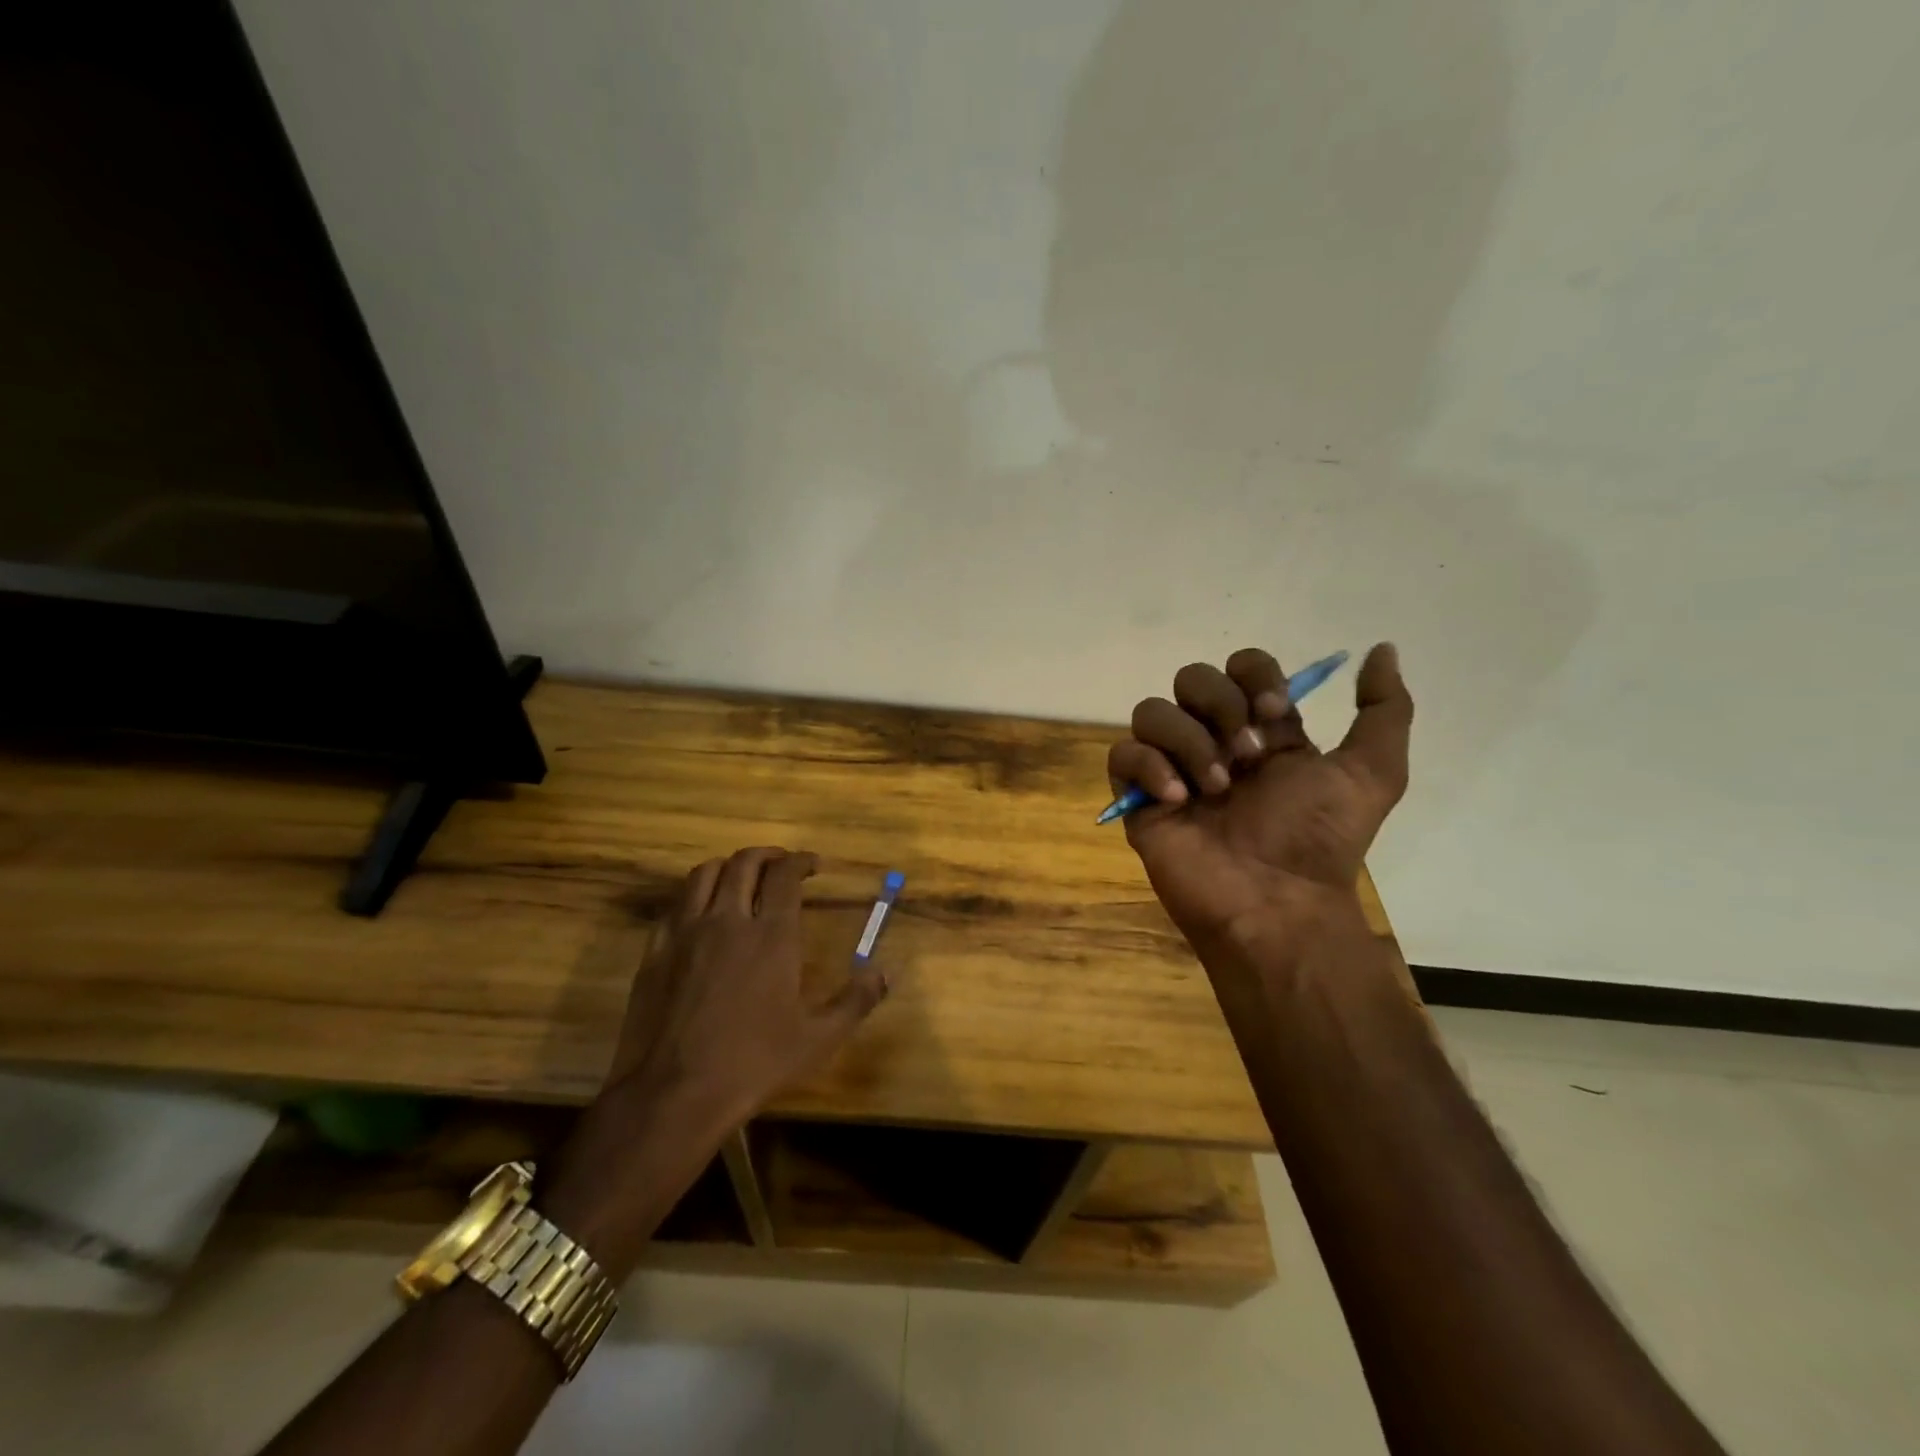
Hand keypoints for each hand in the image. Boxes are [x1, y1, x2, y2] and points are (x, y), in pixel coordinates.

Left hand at [602, 846, 887, 1125]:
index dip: (801, 861)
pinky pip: (675, 904)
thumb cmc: (753, 1064)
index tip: (813, 864)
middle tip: (781, 863)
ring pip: (705, 874)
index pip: (786, 875)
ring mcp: (686, 933)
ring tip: (741, 877)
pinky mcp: (655, 951)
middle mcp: (729, 920)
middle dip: (768, 855)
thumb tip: (884, 972)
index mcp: (772, 936)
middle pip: (745, 863)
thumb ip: (855, 1001)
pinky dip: (695, 895)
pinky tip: (701, 913)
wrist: (673, 1095)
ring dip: (729, 866)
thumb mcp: (817, 1039)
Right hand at [1108, 643, 1412, 947]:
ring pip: (1152, 711)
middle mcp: (1214, 741)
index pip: (1242, 667)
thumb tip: (1382, 650)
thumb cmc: (1318, 840)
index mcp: (1262, 731)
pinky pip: (1122, 756)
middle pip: (1192, 678)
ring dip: (1187, 741)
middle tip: (1247, 755)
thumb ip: (1383, 710)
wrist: (1275, 903)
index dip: (1255, 679)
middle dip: (1219, 705)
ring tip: (1215, 788)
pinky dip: (1148, 767)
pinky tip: (1179, 800)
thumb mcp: (1373, 773)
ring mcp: (1172, 769)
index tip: (1275, 716)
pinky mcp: (1139, 800)